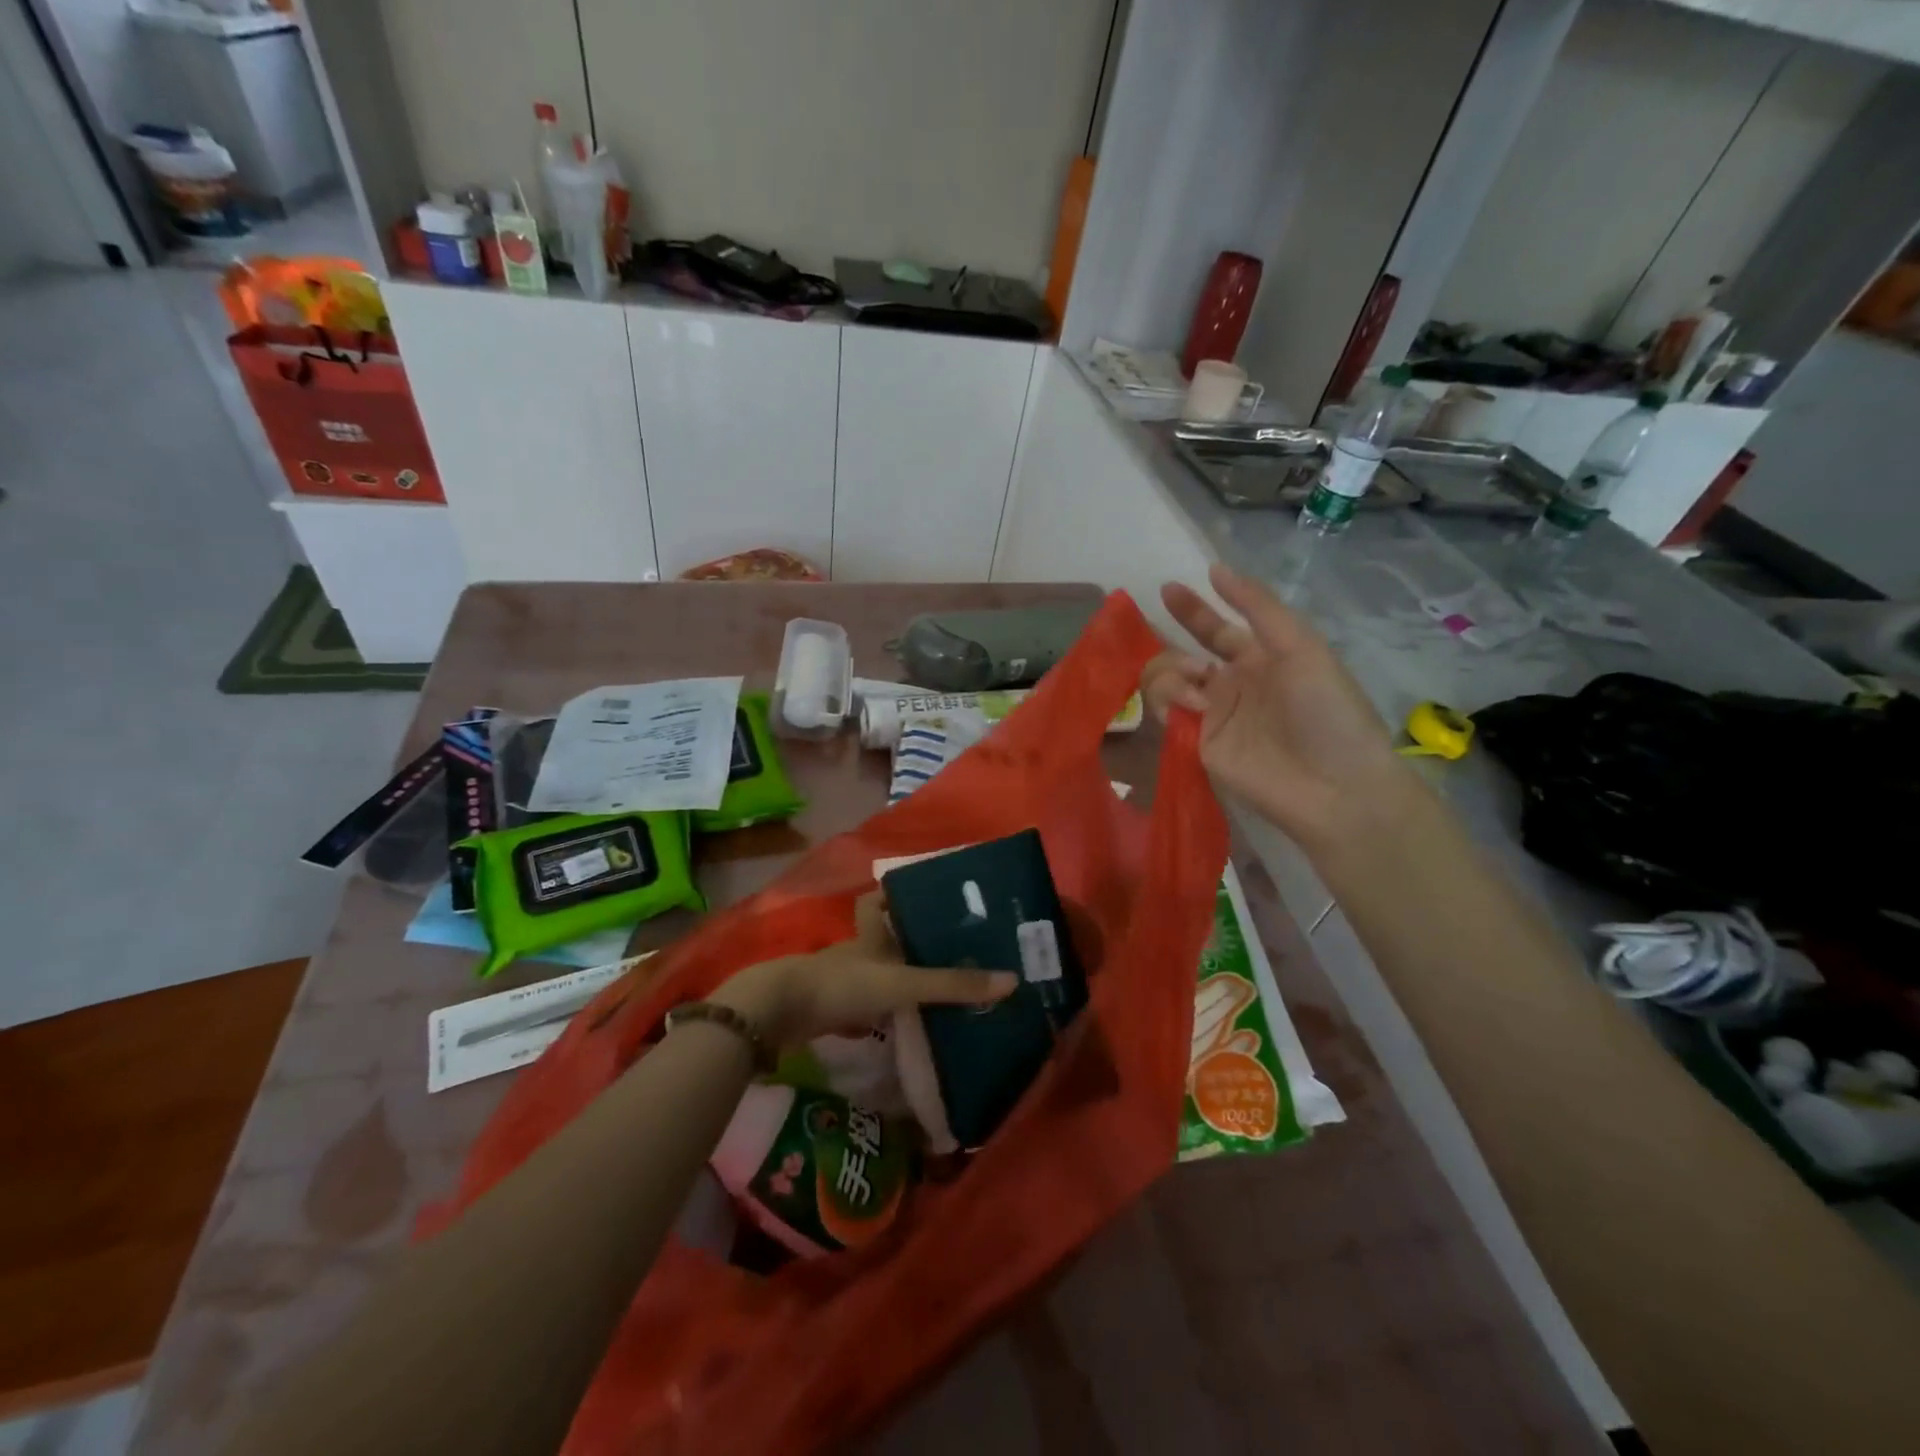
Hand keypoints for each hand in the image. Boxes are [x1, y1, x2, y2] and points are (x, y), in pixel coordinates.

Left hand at [712, 892, 1016, 1047]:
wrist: (777, 1015)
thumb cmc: (843, 984)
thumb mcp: (903, 982)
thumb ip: (952, 984)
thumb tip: (1012, 981)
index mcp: (871, 928)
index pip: (881, 898)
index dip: (900, 892)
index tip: (930, 897)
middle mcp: (857, 947)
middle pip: (884, 936)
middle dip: (909, 941)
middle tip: (950, 950)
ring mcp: (842, 978)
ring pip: (876, 970)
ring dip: (899, 976)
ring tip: (938, 986)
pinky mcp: (831, 1007)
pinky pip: (865, 1003)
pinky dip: (883, 1010)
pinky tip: (905, 1021)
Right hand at [1142, 562, 1414, 849]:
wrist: (1333, 785)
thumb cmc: (1326, 710)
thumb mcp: (1300, 646)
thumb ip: (1257, 607)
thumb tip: (1216, 569)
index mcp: (1261, 659)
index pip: (1218, 629)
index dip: (1194, 609)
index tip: (1169, 587)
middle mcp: (1231, 685)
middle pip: (1184, 653)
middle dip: (1172, 636)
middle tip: (1166, 631)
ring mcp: (1212, 715)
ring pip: (1166, 680)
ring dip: (1172, 671)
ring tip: (1196, 684)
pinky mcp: (1196, 744)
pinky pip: (1165, 712)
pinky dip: (1169, 700)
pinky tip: (1193, 706)